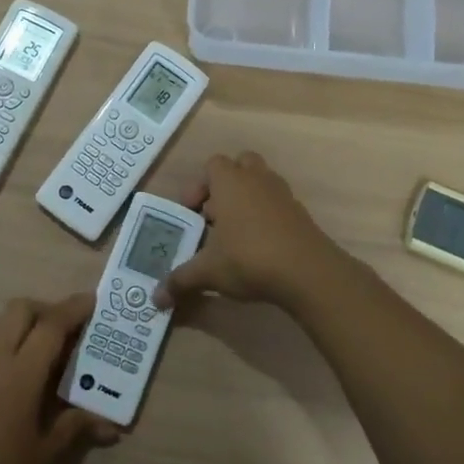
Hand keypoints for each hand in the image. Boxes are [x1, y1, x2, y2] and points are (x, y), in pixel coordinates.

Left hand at [0, 294, 116, 463]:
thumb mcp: (45, 456)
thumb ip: (76, 427)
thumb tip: (111, 424)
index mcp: (19, 375)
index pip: (50, 325)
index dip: (74, 309)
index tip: (93, 301)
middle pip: (20, 310)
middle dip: (47, 310)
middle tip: (70, 330)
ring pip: (0, 324)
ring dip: (26, 325)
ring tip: (49, 352)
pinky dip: (8, 344)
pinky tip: (22, 376)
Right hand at [161, 151, 359, 314]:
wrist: (308, 272)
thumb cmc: (249, 258)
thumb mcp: (208, 272)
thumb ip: (180, 280)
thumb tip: (155, 299)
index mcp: (230, 181)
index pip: (212, 164)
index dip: (199, 185)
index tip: (192, 213)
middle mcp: (257, 179)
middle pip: (240, 165)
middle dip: (226, 185)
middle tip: (214, 215)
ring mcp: (282, 194)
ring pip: (261, 183)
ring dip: (247, 199)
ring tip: (235, 232)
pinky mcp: (300, 213)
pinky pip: (277, 204)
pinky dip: (266, 216)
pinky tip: (259, 246)